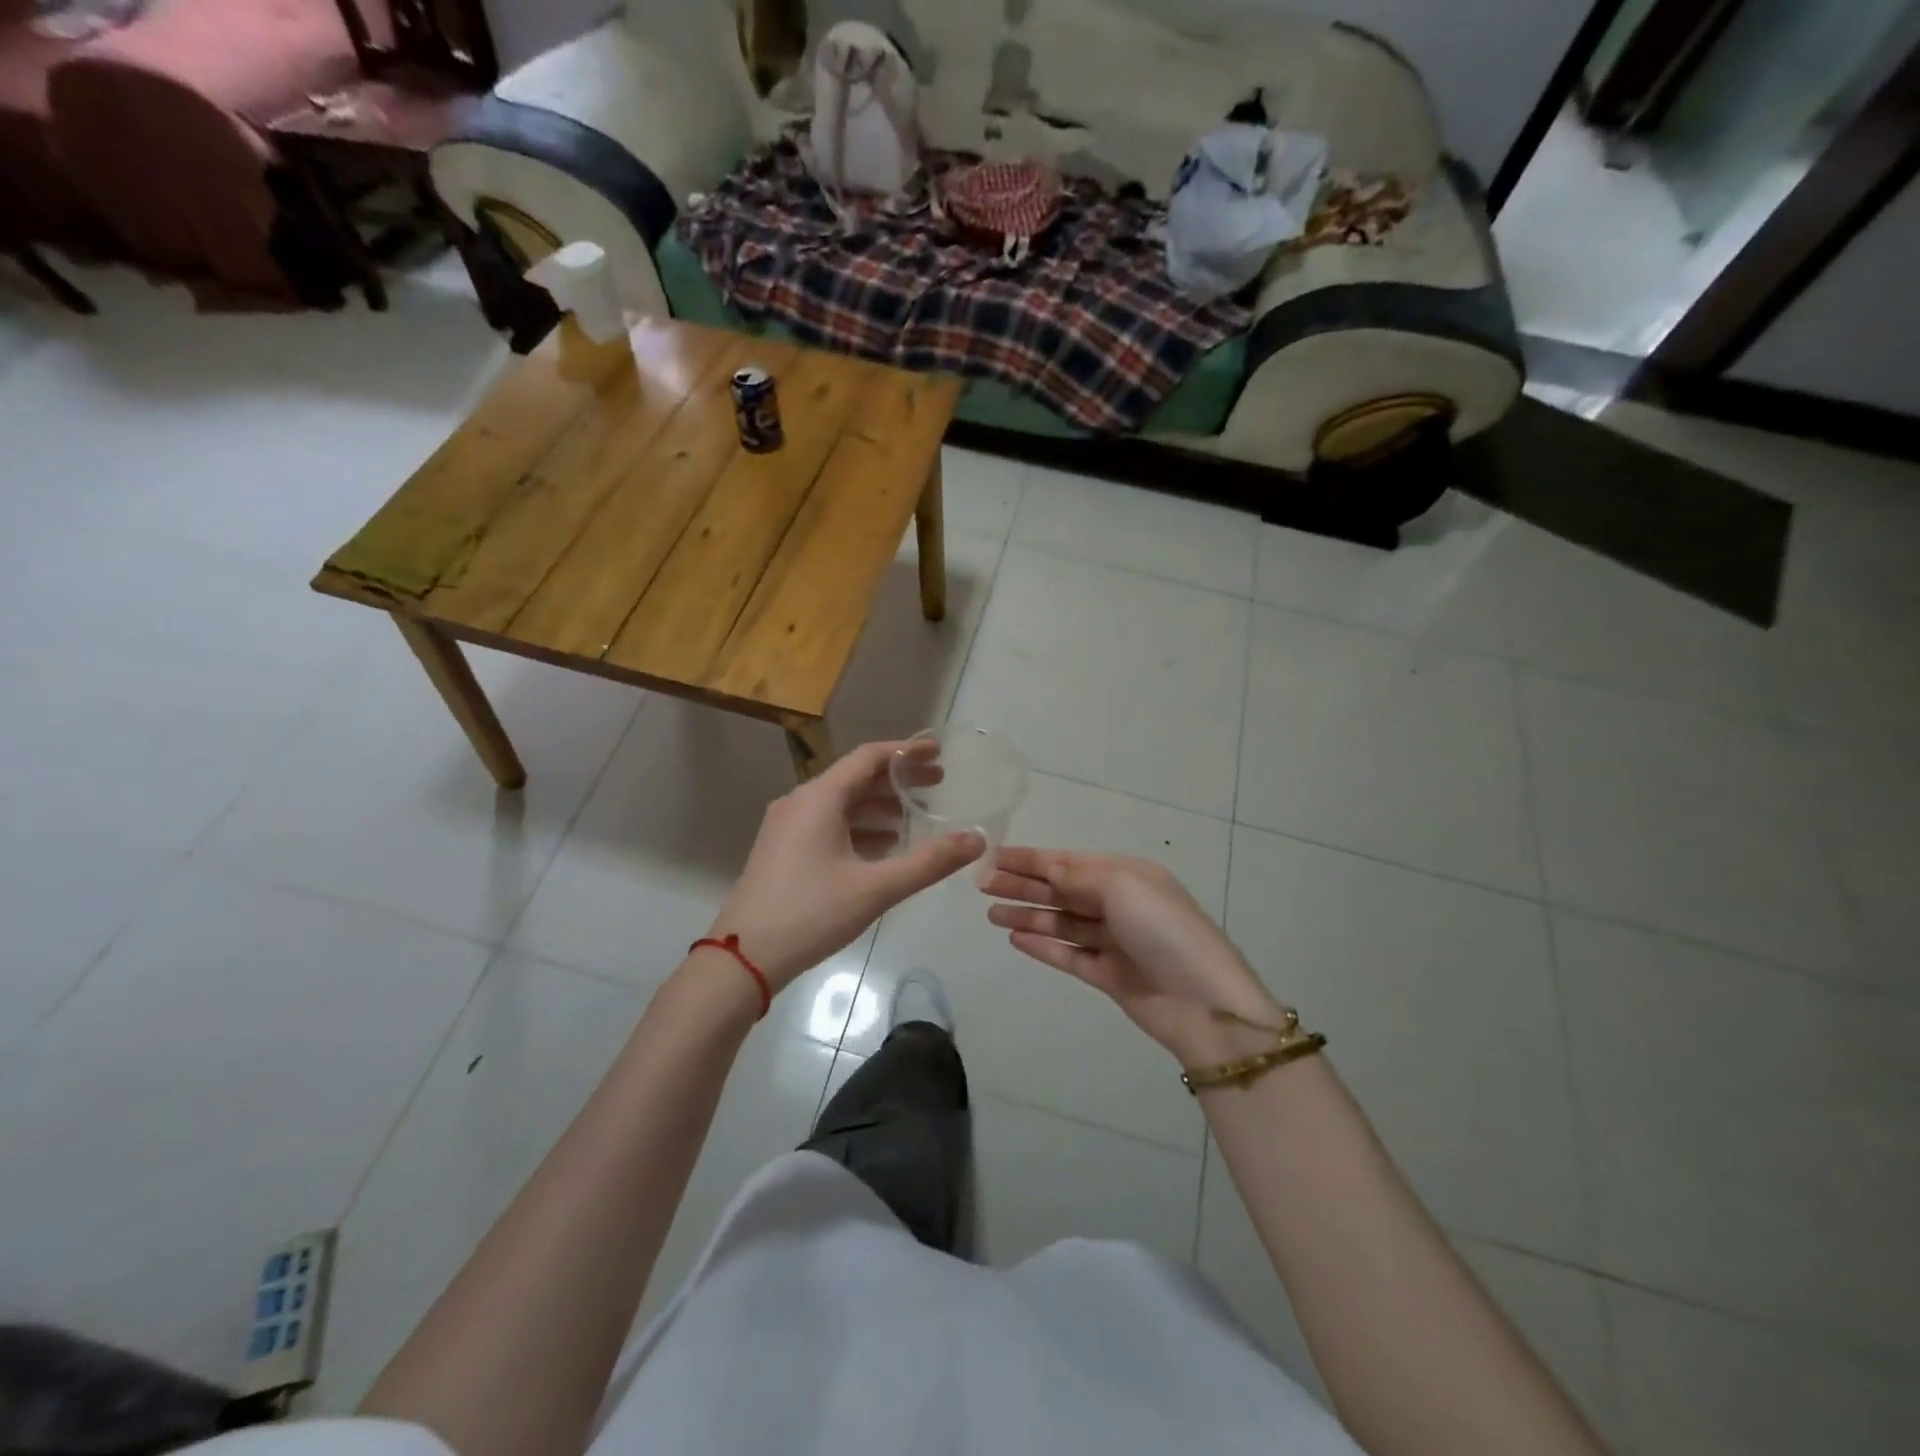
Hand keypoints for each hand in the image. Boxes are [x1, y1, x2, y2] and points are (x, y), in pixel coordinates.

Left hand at [708, 740, 983, 989]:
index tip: (939, 753)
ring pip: (841, 803)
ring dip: (880, 805)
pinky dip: (859, 827)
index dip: (907, 751)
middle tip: (938, 783)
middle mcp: (800, 802)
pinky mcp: (783, 849)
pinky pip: (828, 824)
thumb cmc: (810, 913)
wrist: (742, 957)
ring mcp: (787, 826)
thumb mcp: (876, 888)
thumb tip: (977, 840)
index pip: (869, 757)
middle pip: (856, 778)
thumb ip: (929, 862)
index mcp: (819, 798)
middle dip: (898, 780)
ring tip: (917, 816)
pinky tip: (884, 846)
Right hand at [983, 848, 1290, 1061]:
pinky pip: (1069, 955)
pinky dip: (1043, 946)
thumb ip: (1080, 876)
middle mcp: (1119, 904)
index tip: (995, 857)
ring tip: (991, 913)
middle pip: (1062, 891)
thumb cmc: (1164, 931)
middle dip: (1024, 886)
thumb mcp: (1124, 888)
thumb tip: (1049, 869)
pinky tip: (1016, 939)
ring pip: (1061, 923)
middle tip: (983, 885)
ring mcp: (1113, 942)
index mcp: (1127, 876)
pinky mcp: (1108, 976)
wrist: (1205, 1004)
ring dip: (1028, 915)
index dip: (1032, 859)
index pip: (1070, 862)